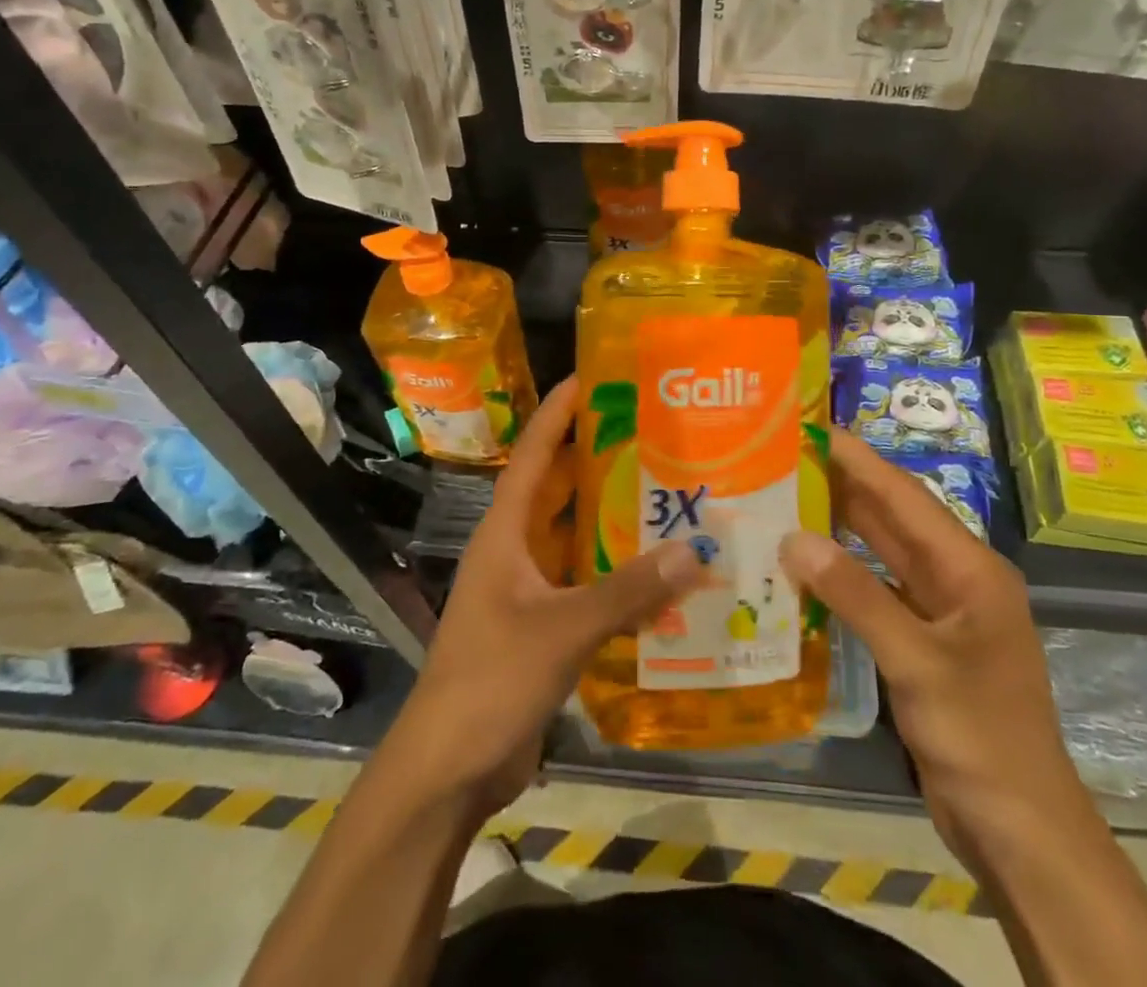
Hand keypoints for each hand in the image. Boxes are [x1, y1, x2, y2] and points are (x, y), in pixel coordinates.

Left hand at [383, 376, 706, 813]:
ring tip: (666, 491)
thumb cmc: (491, 680)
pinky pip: (585, 583)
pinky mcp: (541, 627)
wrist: (449, 769)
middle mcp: (514, 551)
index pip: (533, 455)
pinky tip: (659, 572)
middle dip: (595, 458)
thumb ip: (628, 591)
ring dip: (610, 518)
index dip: (557, 414)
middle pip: (557, 490)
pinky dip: (616, 573)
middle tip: (650, 432)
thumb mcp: (562, 629)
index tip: (590, 377)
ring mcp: (526, 591)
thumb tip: (696, 548)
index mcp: (505, 534)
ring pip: (573, 538)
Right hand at [780, 431, 1084, 844]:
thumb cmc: (980, 737)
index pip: (905, 496)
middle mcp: (956, 579)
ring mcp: (940, 613)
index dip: (858, 459)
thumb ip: (855, 595)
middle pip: (892, 519)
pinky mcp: (923, 644)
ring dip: (838, 530)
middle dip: (842, 487)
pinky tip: (802, 569)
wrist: (1021, 833)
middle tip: (783, 459)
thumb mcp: (916, 662)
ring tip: (783, 500)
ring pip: (881, 555)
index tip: (810, 428)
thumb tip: (793, 538)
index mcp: (970, 568)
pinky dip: (841, 578)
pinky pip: (876, 593)